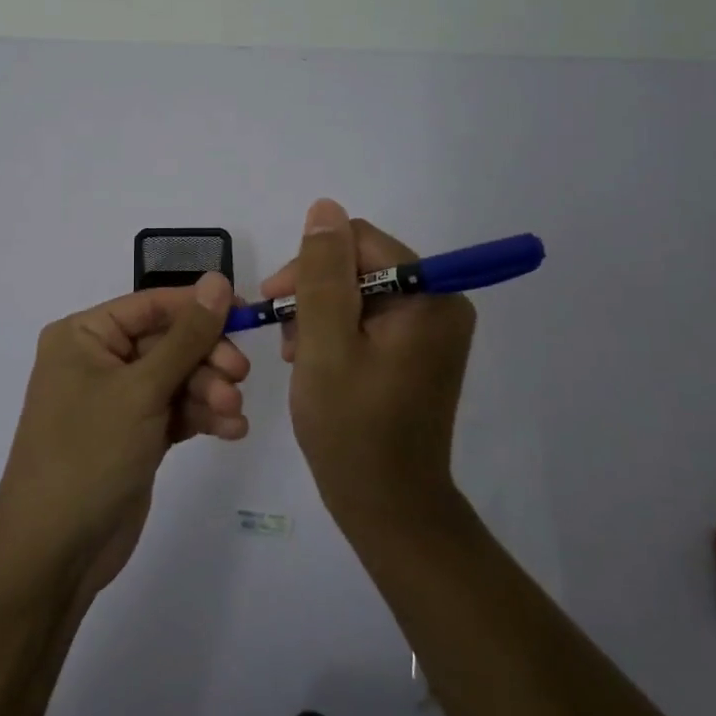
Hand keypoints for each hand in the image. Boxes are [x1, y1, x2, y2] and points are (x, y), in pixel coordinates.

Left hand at [0, 273, 249, 595]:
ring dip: (209, 391)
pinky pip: (176, 410)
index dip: (198, 307)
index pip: (151, 305)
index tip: (245, 313)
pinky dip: (202, 416)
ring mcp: (117, 399)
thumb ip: (186, 336)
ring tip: (232, 414)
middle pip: (168, 342)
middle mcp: (99, 360)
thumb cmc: (88, 454)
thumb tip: (218, 280)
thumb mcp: (141, 390)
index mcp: (84, 335)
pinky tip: (230, 430)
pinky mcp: (135, 434)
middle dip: (206, 359)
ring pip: (177, 378)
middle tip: (239, 377)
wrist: (55, 552)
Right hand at [263, 199, 475, 524]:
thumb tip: (324, 208)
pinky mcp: (418, 349)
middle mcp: (440, 302)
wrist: (388, 507)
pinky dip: (336, 331)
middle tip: (286, 336)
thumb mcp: (324, 344)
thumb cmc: (352, 428)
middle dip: (314, 291)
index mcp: (429, 296)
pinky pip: (369, 316)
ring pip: (358, 289)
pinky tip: (316, 361)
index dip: (312, 263)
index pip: (359, 241)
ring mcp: (431, 328)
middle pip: (360, 262)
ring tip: (299, 354)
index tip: (276, 300)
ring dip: (320, 313)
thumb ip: (322, 273)